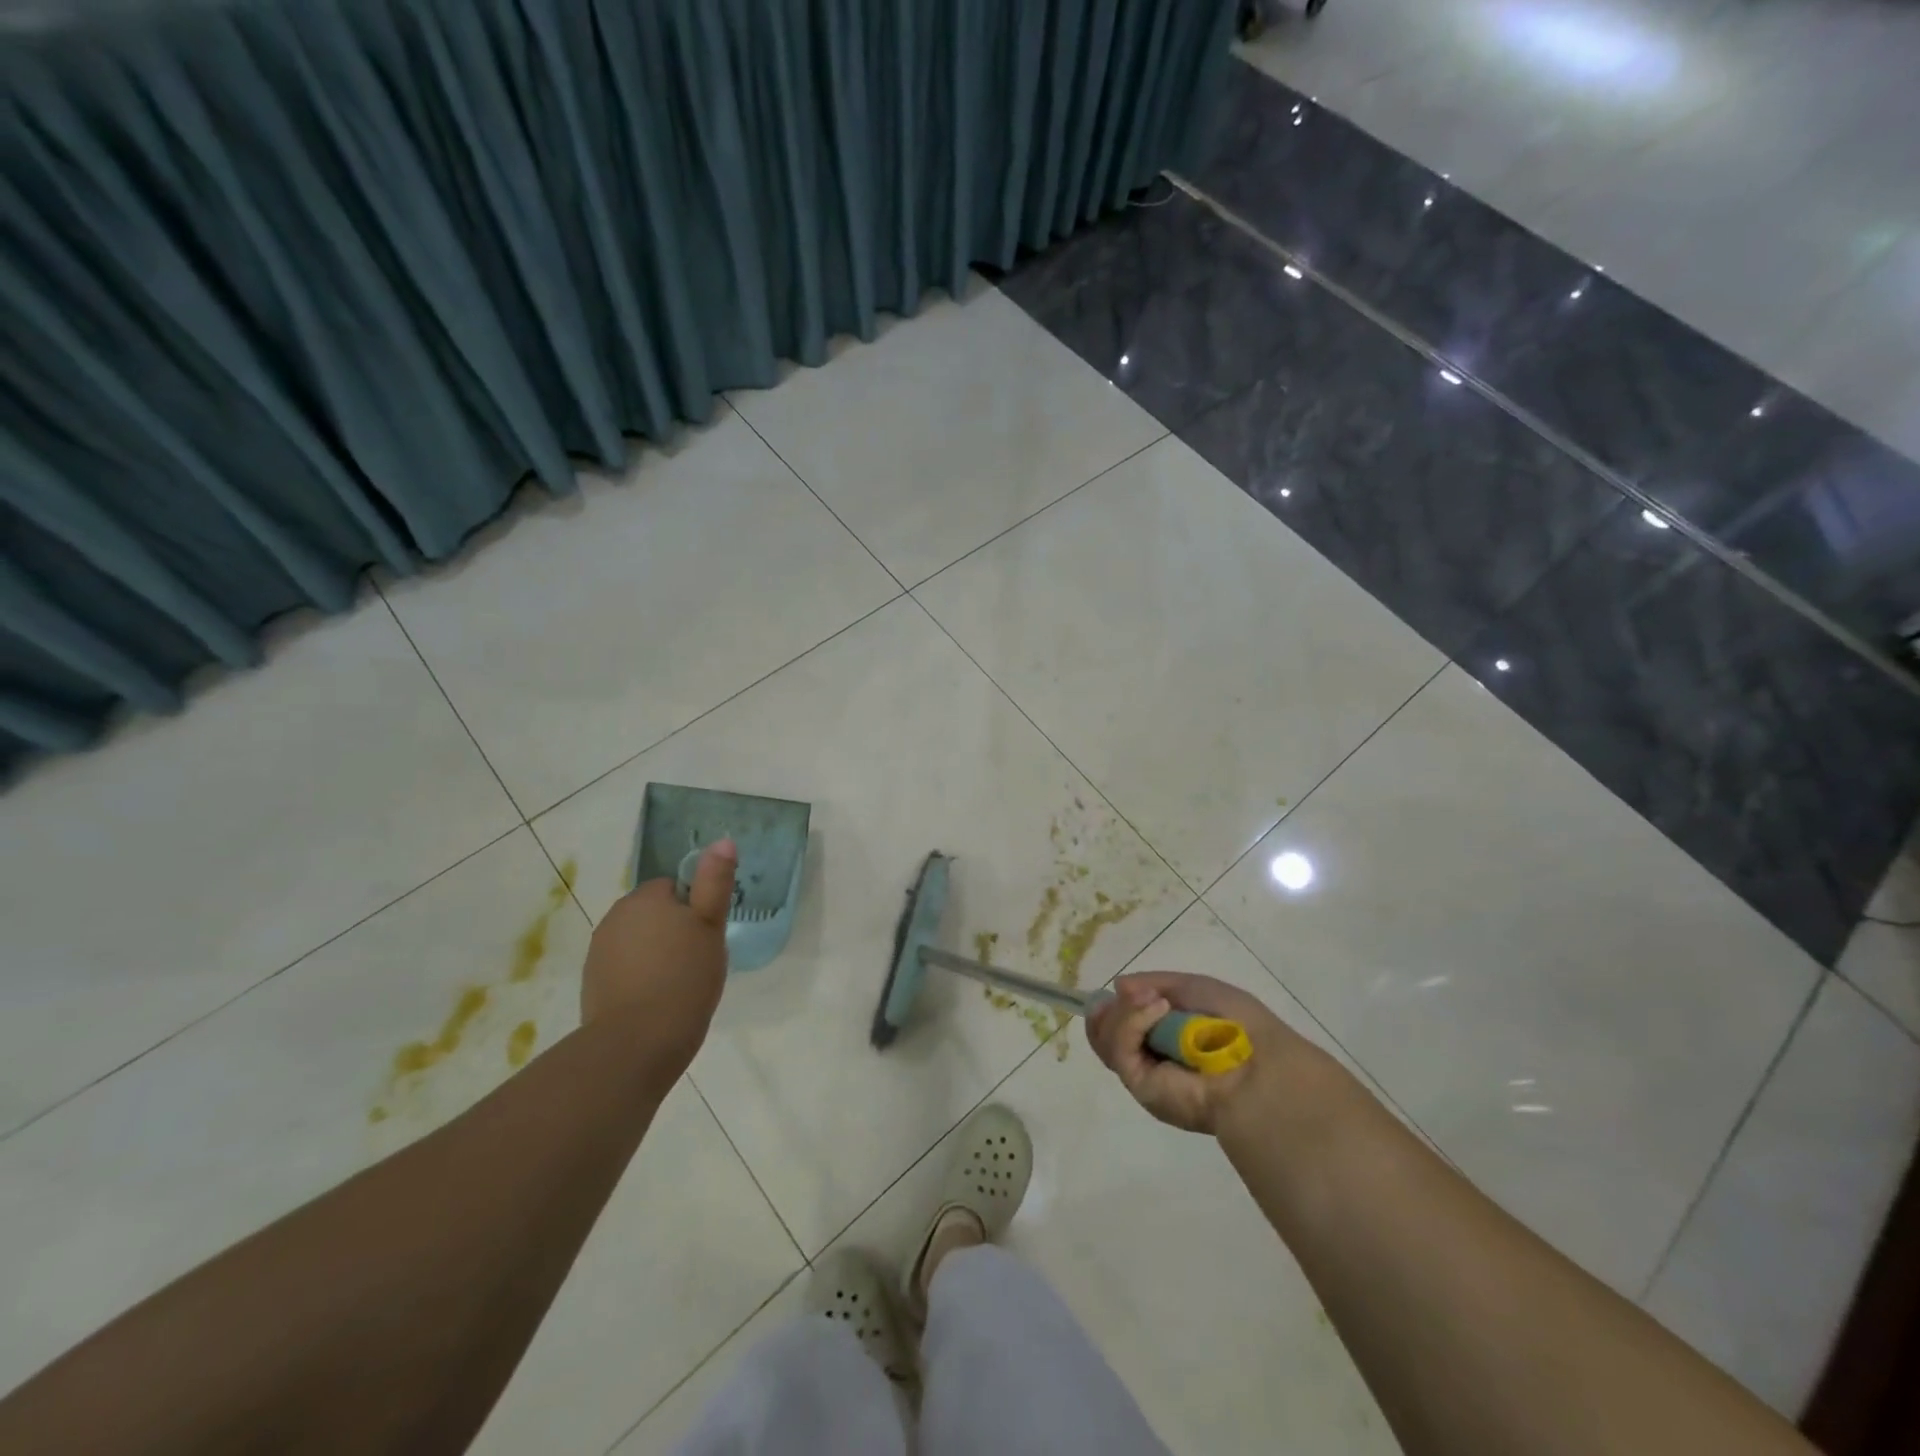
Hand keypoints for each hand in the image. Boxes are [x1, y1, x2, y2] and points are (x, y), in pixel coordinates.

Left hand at [580, 839, 735, 1081]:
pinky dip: (640, 977)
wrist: (636, 1043)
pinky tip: (657, 999)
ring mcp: (599, 951)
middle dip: (674, 930)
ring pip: (639, 941)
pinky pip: (625, 967)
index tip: (707, 937)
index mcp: (646, 898)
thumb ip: (715, 882)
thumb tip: (723, 840)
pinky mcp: (592, 982)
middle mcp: (616, 917)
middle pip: (654, 913)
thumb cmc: (684, 978)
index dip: (695, 909)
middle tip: (698, 960)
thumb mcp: (711, 926)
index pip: (675, 887)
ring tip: (680, 983)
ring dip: (657, 953)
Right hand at [1088, 971, 1309, 1134]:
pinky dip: (1133, 1021)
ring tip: (1156, 1001)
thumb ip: (1153, 983)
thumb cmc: (1233, 1023)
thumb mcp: (1193, 987)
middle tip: (1133, 994)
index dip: (1115, 1006)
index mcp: (1165, 1038)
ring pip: (1106, 1037)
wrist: (1257, 1065)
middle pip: (1104, 1031)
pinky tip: (1159, 1009)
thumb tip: (1117, 985)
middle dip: (1113, 1009)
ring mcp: (1142, 1073)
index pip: (1120, 1024)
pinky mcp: (1138, 1085)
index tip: (1121, 989)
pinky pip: (1120, 1047)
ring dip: (1125, 1010)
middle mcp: (1150, 1058)